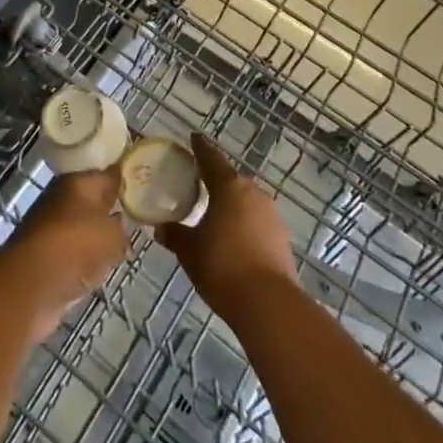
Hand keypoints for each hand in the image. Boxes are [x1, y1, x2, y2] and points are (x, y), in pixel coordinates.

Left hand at [0, 167, 126, 340]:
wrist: (31, 283)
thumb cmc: (75, 244)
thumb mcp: (111, 232)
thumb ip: (121, 226)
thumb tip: (120, 223)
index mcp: (77, 182)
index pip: (107, 175)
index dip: (125, 180)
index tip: (143, 188)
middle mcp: (62, 199)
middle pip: (94, 202)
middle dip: (113, 212)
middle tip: (138, 222)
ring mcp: (52, 229)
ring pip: (84, 230)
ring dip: (99, 240)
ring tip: (123, 249)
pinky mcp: (46, 258)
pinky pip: (74, 255)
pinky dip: (85, 263)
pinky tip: (100, 272)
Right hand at [154, 134, 298, 322]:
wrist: (269, 304)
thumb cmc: (222, 266)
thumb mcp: (190, 250)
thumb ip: (175, 234)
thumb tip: (160, 228)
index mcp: (229, 186)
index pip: (210, 158)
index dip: (200, 148)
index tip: (194, 138)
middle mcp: (253, 192)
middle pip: (230, 180)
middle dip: (215, 181)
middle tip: (198, 185)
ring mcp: (271, 215)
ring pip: (246, 201)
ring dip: (232, 205)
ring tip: (215, 216)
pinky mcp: (282, 238)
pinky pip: (257, 222)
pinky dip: (245, 225)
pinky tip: (234, 240)